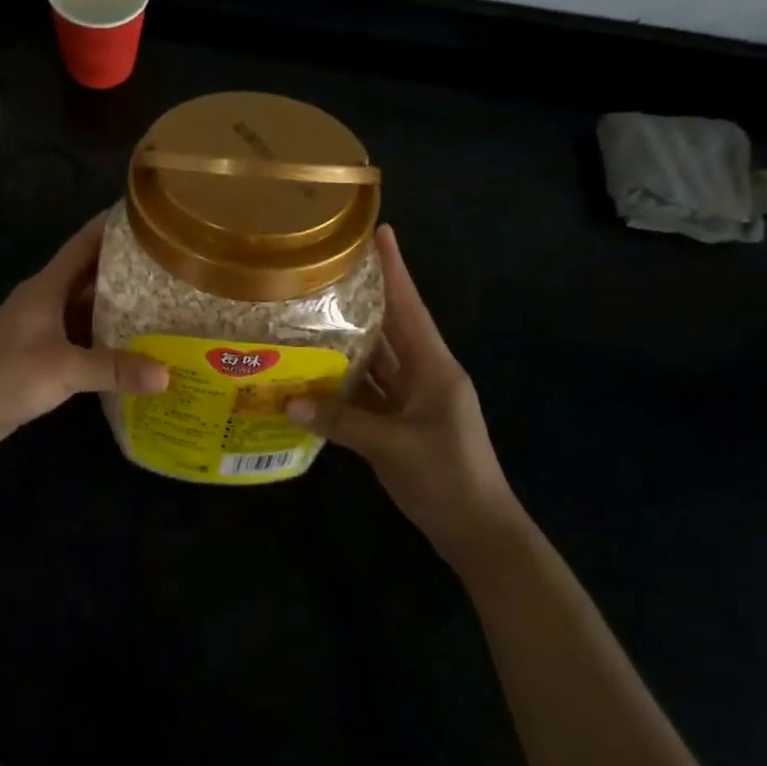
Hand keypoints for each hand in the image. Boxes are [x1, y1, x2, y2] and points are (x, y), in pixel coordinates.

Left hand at [0, 214, 169, 453]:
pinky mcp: (45, 352)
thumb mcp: (62, 369)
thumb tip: (166, 374)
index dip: (113, 226)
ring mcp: (45, 326)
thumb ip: (114, 368)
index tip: (149, 215)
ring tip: (163, 297)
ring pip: (90, 305)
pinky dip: (108, 334)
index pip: (84, 243)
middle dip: (127, 266)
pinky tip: (136, 341)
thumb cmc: (6, 375)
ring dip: (120, 302)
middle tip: (170, 261)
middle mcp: (47, 299)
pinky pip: (84, 333)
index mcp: (47, 287)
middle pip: (92, 272)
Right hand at [287, 225, 518, 558]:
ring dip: (350, 341)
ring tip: (312, 313)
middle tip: (328, 270)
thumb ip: (341, 421)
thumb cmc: (446, 478)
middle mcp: (425, 374)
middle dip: (364, 298)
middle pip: (391, 327)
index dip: (395, 270)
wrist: (478, 532)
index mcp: (434, 367)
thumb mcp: (392, 447)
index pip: (410, 307)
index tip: (380, 232)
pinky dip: (346, 382)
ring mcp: (415, 399)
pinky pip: (370, 391)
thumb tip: (288, 401)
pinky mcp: (403, 422)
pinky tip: (315, 373)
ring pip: (378, 360)